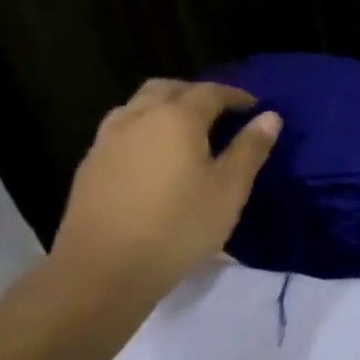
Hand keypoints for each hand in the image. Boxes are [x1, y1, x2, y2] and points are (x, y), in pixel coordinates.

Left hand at [49, 79, 279, 299]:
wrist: (103, 270)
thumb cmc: (179, 225)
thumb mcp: (230, 189)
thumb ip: (250, 149)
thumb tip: (269, 117)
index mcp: (176, 118)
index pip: (210, 92)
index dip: (236, 96)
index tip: (255, 107)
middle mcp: (138, 118)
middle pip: (167, 89)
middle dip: (196, 94)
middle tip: (220, 113)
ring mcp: (107, 141)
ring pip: (138, 106)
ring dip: (165, 108)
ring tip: (186, 132)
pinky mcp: (89, 167)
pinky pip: (121, 131)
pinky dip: (144, 130)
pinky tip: (155, 158)